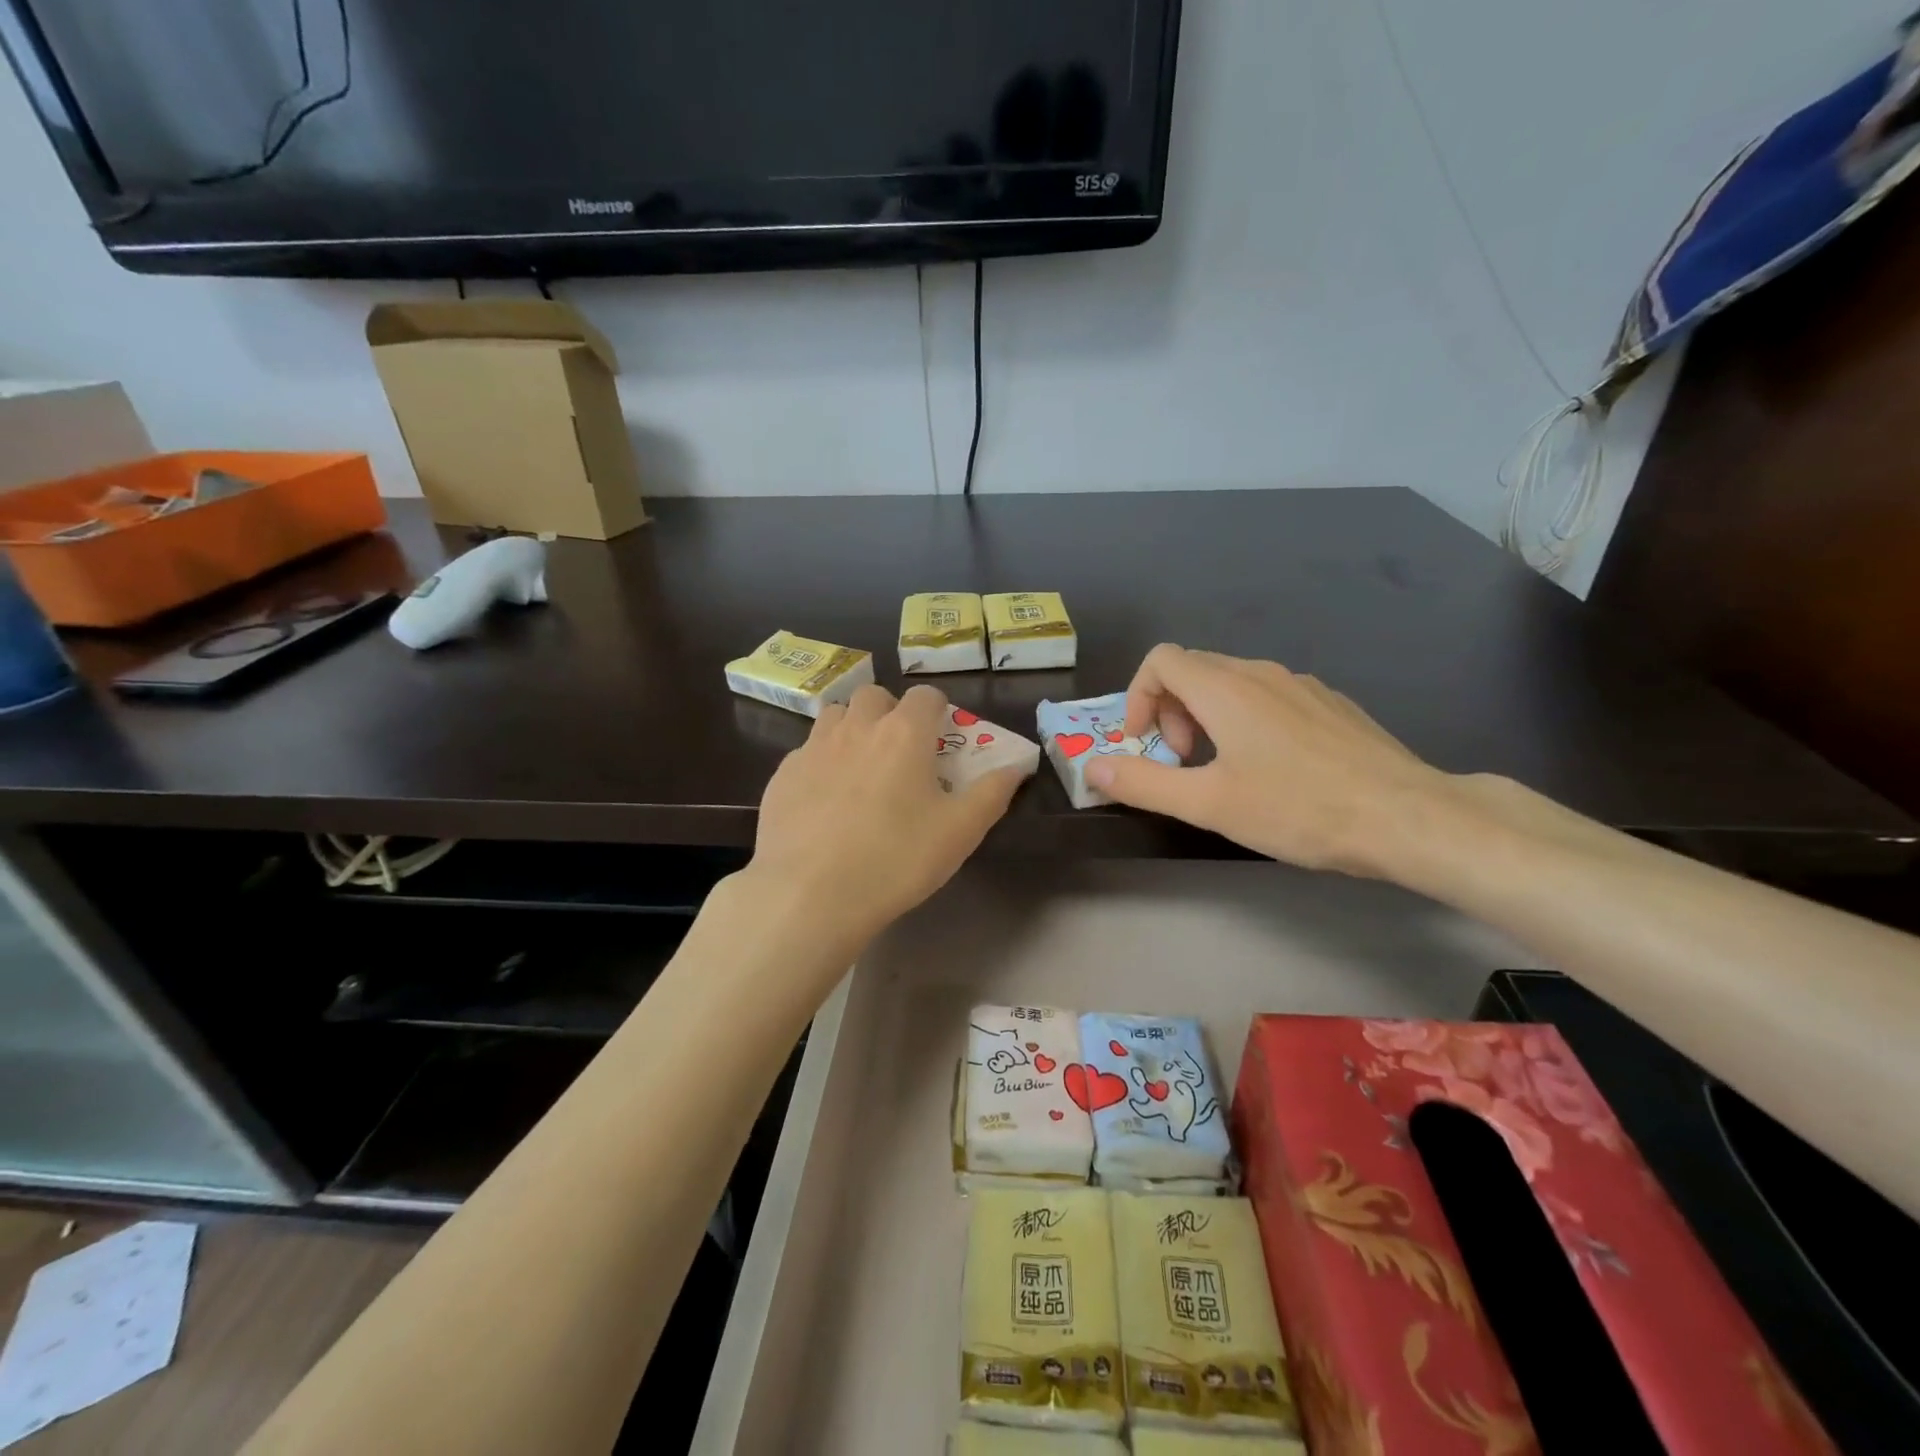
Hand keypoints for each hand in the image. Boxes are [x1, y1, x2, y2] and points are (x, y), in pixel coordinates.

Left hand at [748, 683, 1024, 948]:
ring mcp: (813, 748)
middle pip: (874, 696)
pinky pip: (806, 751)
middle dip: (890, 712)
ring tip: (860, 768)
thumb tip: (1016, 766)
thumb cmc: (895, 859)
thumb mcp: (960, 832)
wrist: (809, 894)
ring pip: (834, 715)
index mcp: (903, 734)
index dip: (938, 710)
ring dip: (851, 728)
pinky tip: (825, 800)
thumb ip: (992, 793)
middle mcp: (856, 727)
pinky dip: (821, 762)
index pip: (925, 695)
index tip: (941, 737)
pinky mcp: (782, 775)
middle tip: (899, 752)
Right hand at [1084, 644, 1451, 874]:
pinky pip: (1269, 696)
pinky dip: (1246, 720)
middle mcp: (1261, 673)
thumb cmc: (1299, 808)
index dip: (1138, 698)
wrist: (1407, 817)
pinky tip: (1272, 769)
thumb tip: (1093, 766)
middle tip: (1182, 763)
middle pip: (1194, 669)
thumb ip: (1143, 782)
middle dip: (1170, 712)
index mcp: (1225, 689)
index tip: (1145, 745)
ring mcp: (1302, 685)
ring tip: (1222, 769)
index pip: (1160, 661)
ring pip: (1232, 683)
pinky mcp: (1331, 704)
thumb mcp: (1208, 803)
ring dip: (1207, 718)